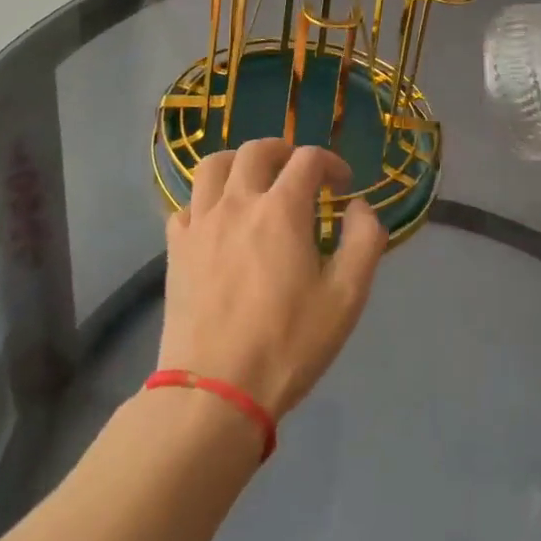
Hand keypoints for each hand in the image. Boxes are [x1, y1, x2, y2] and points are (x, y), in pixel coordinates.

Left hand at [158, 139, 385, 419]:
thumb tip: (360, 207)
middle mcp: (238, 203)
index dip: (330, 162)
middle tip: (299, 172)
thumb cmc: (288, 343)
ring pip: (213, 166)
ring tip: (253, 181)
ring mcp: (200, 223)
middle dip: (284, 151)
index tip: (342, 185)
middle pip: (256, 150)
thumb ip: (364, 241)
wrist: (215, 391)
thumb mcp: (347, 297)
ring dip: (238, 162)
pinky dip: (206, 200)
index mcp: (282, 209)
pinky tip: (218, 221)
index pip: (308, 159)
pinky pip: (187, 204)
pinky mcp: (176, 248)